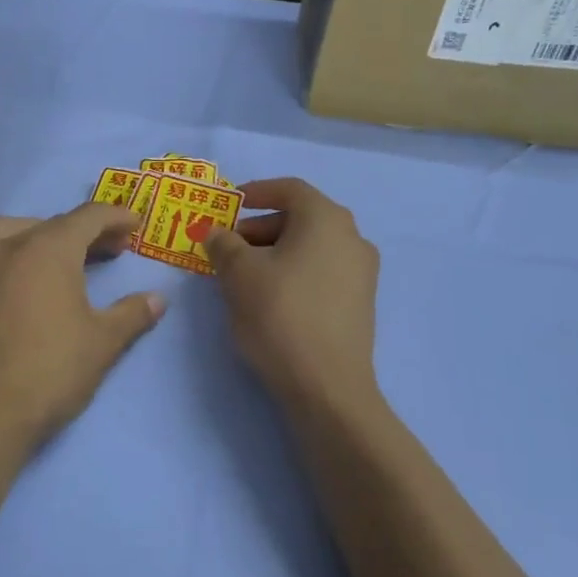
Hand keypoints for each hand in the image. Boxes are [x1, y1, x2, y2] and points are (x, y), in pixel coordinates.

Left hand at [0, 204, 165, 458]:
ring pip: (6, 234)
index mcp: (48, 249)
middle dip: (84, 232)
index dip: (116, 217)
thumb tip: (157, 299)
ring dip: (36, 237)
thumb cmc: (51, 371)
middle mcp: (7, 247)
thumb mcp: (103, 343)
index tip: (135, 225)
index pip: (88, 217)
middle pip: (50, 224)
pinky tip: (3, 280)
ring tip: (54, 257)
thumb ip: (132, 314)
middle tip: (109, 251)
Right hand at [205, 178, 379, 411]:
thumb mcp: (238, 273)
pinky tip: (269, 299)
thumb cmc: (280, 315)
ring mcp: (361, 273)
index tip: (229, 205)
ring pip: (310, 248)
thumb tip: (216, 233)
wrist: (327, 387)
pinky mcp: (360, 304)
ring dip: (274, 252)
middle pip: (300, 218)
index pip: (289, 189)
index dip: (255, 192)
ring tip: (242, 276)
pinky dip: (293, 273)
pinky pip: (321, 273)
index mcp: (326, 219)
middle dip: (259, 228)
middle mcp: (352, 238)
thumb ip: (223, 244)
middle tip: (227, 248)